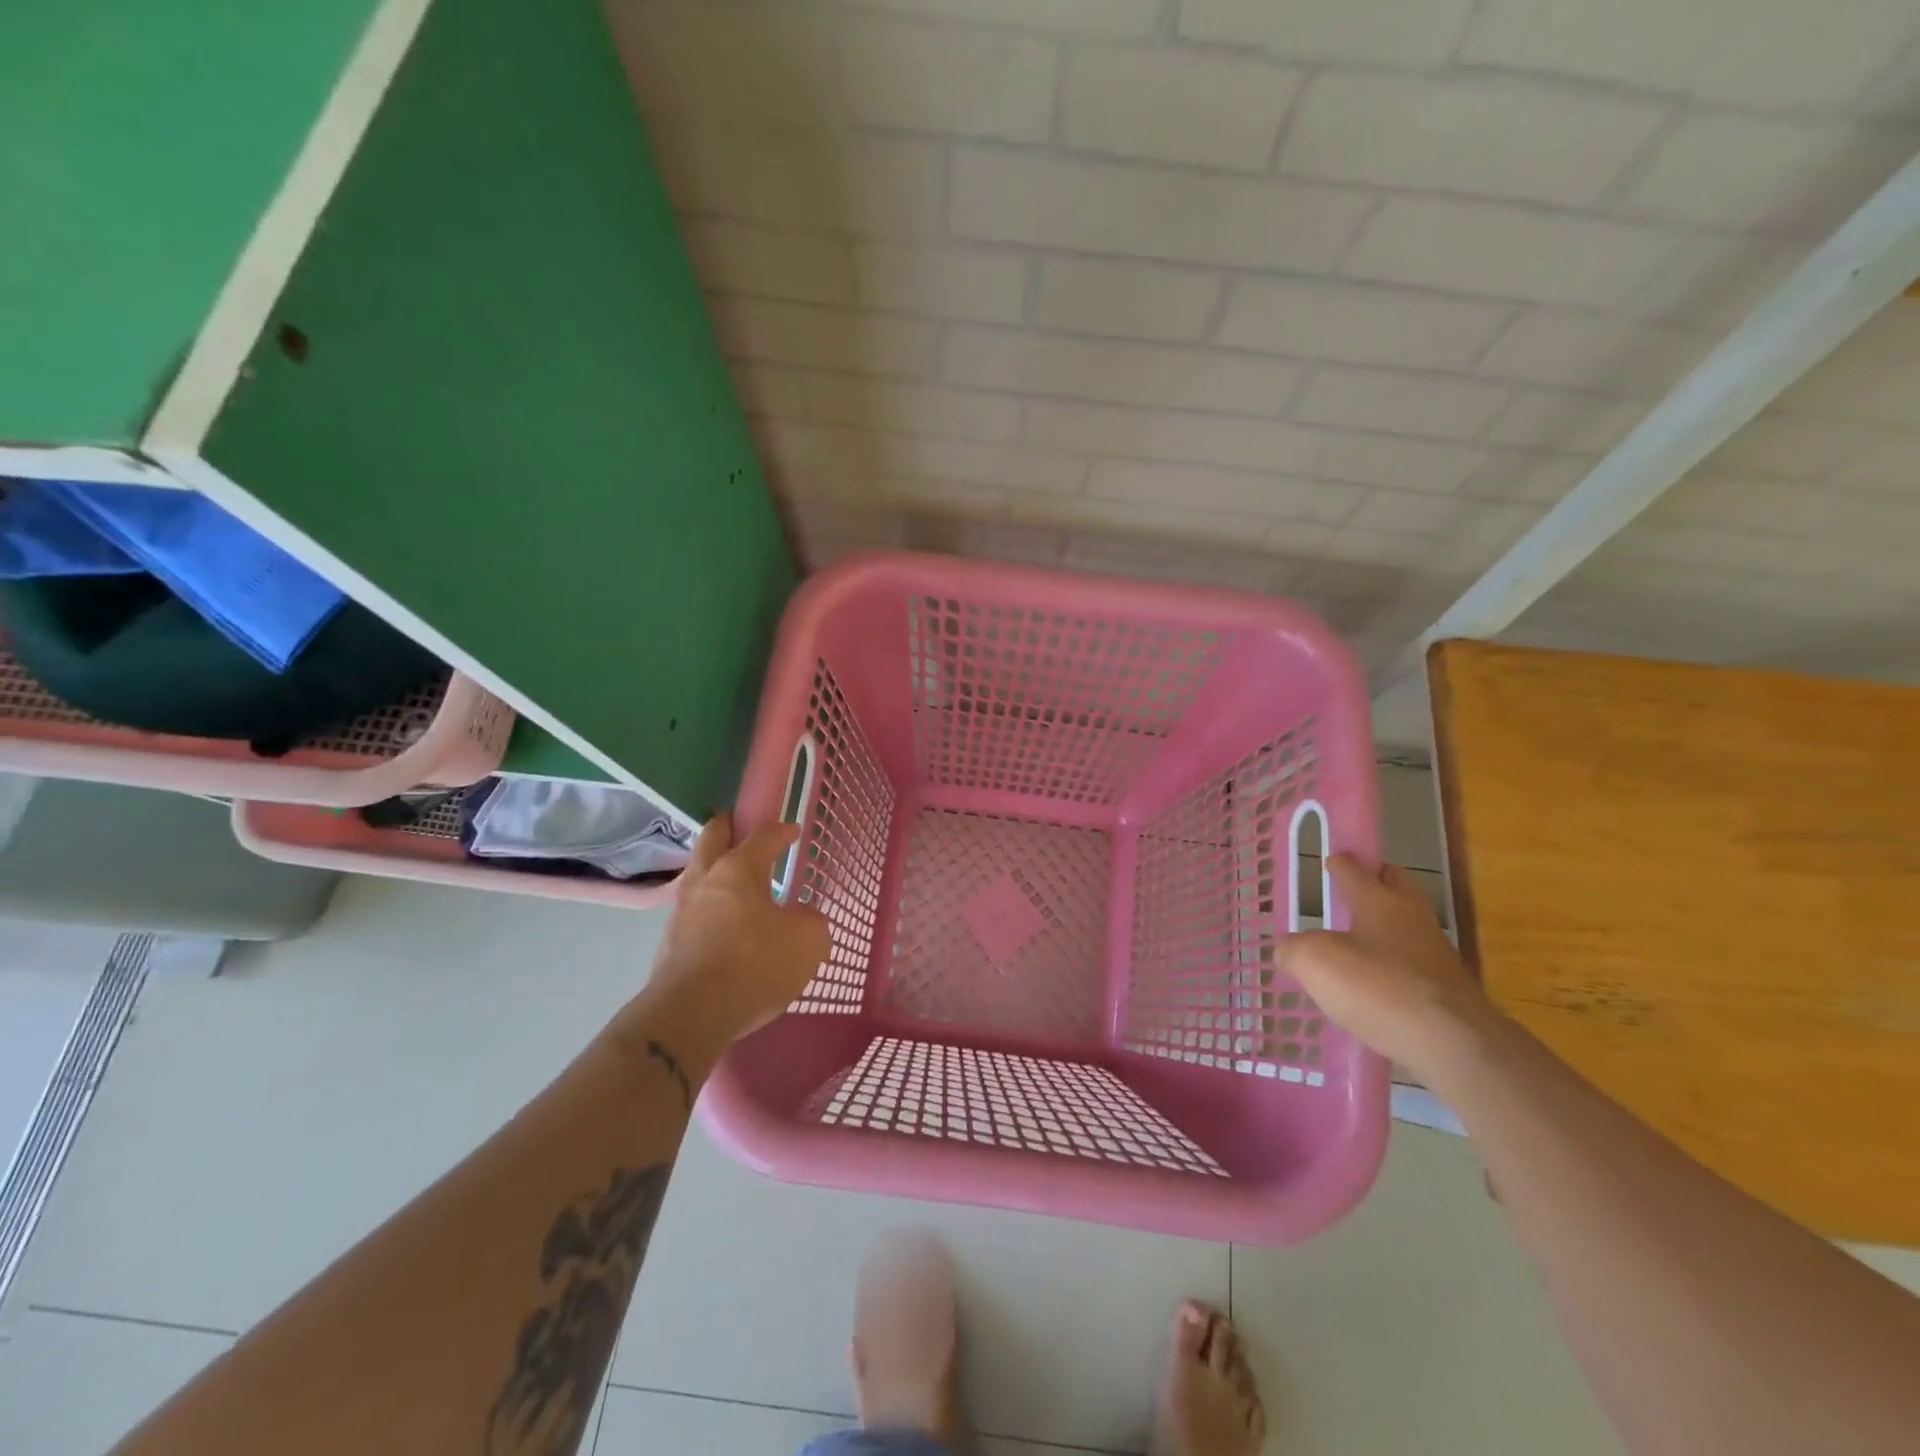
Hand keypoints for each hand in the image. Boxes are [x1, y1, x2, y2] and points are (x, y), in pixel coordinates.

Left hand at [614, 813, 830, 1070]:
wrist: (690, 1016)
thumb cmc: (754, 965)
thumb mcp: (807, 942)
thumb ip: (810, 921)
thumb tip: (801, 917)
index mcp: (738, 869)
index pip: (763, 836)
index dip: (781, 831)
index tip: (793, 832)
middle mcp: (705, 881)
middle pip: (712, 838)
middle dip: (728, 827)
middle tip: (741, 826)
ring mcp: (681, 911)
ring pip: (698, 875)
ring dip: (715, 869)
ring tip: (736, 881)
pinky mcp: (669, 944)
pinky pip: (694, 911)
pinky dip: (710, 907)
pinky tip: (724, 925)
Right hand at [1279, 855, 1500, 1076]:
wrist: (1455, 1046)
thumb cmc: (1379, 989)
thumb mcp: (1315, 963)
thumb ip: (1293, 949)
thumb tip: (1287, 949)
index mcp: (1380, 902)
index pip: (1356, 870)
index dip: (1340, 863)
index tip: (1332, 859)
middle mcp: (1412, 919)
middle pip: (1397, 886)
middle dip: (1377, 882)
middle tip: (1351, 892)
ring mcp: (1436, 955)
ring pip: (1408, 925)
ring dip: (1386, 927)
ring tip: (1357, 943)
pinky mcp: (1449, 992)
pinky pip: (1415, 965)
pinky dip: (1396, 966)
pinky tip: (1377, 986)